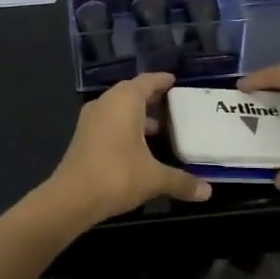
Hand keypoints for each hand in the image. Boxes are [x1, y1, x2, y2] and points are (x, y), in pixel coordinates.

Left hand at [48, 73, 211, 222]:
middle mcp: (106, 103)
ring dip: (137, 115)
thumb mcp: (154, 178)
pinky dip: (125, 127)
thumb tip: (208, 191)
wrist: (71, 198)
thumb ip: (182, 181)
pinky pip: (109, 122)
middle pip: (131, 92)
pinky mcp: (83, 137)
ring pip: (118, 109)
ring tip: (160, 129)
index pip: (146, 81)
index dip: (161, 80)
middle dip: (151, 98)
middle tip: (172, 104)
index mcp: (124, 101)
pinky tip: (138, 147)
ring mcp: (91, 120)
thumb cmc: (117, 176)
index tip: (174, 80)